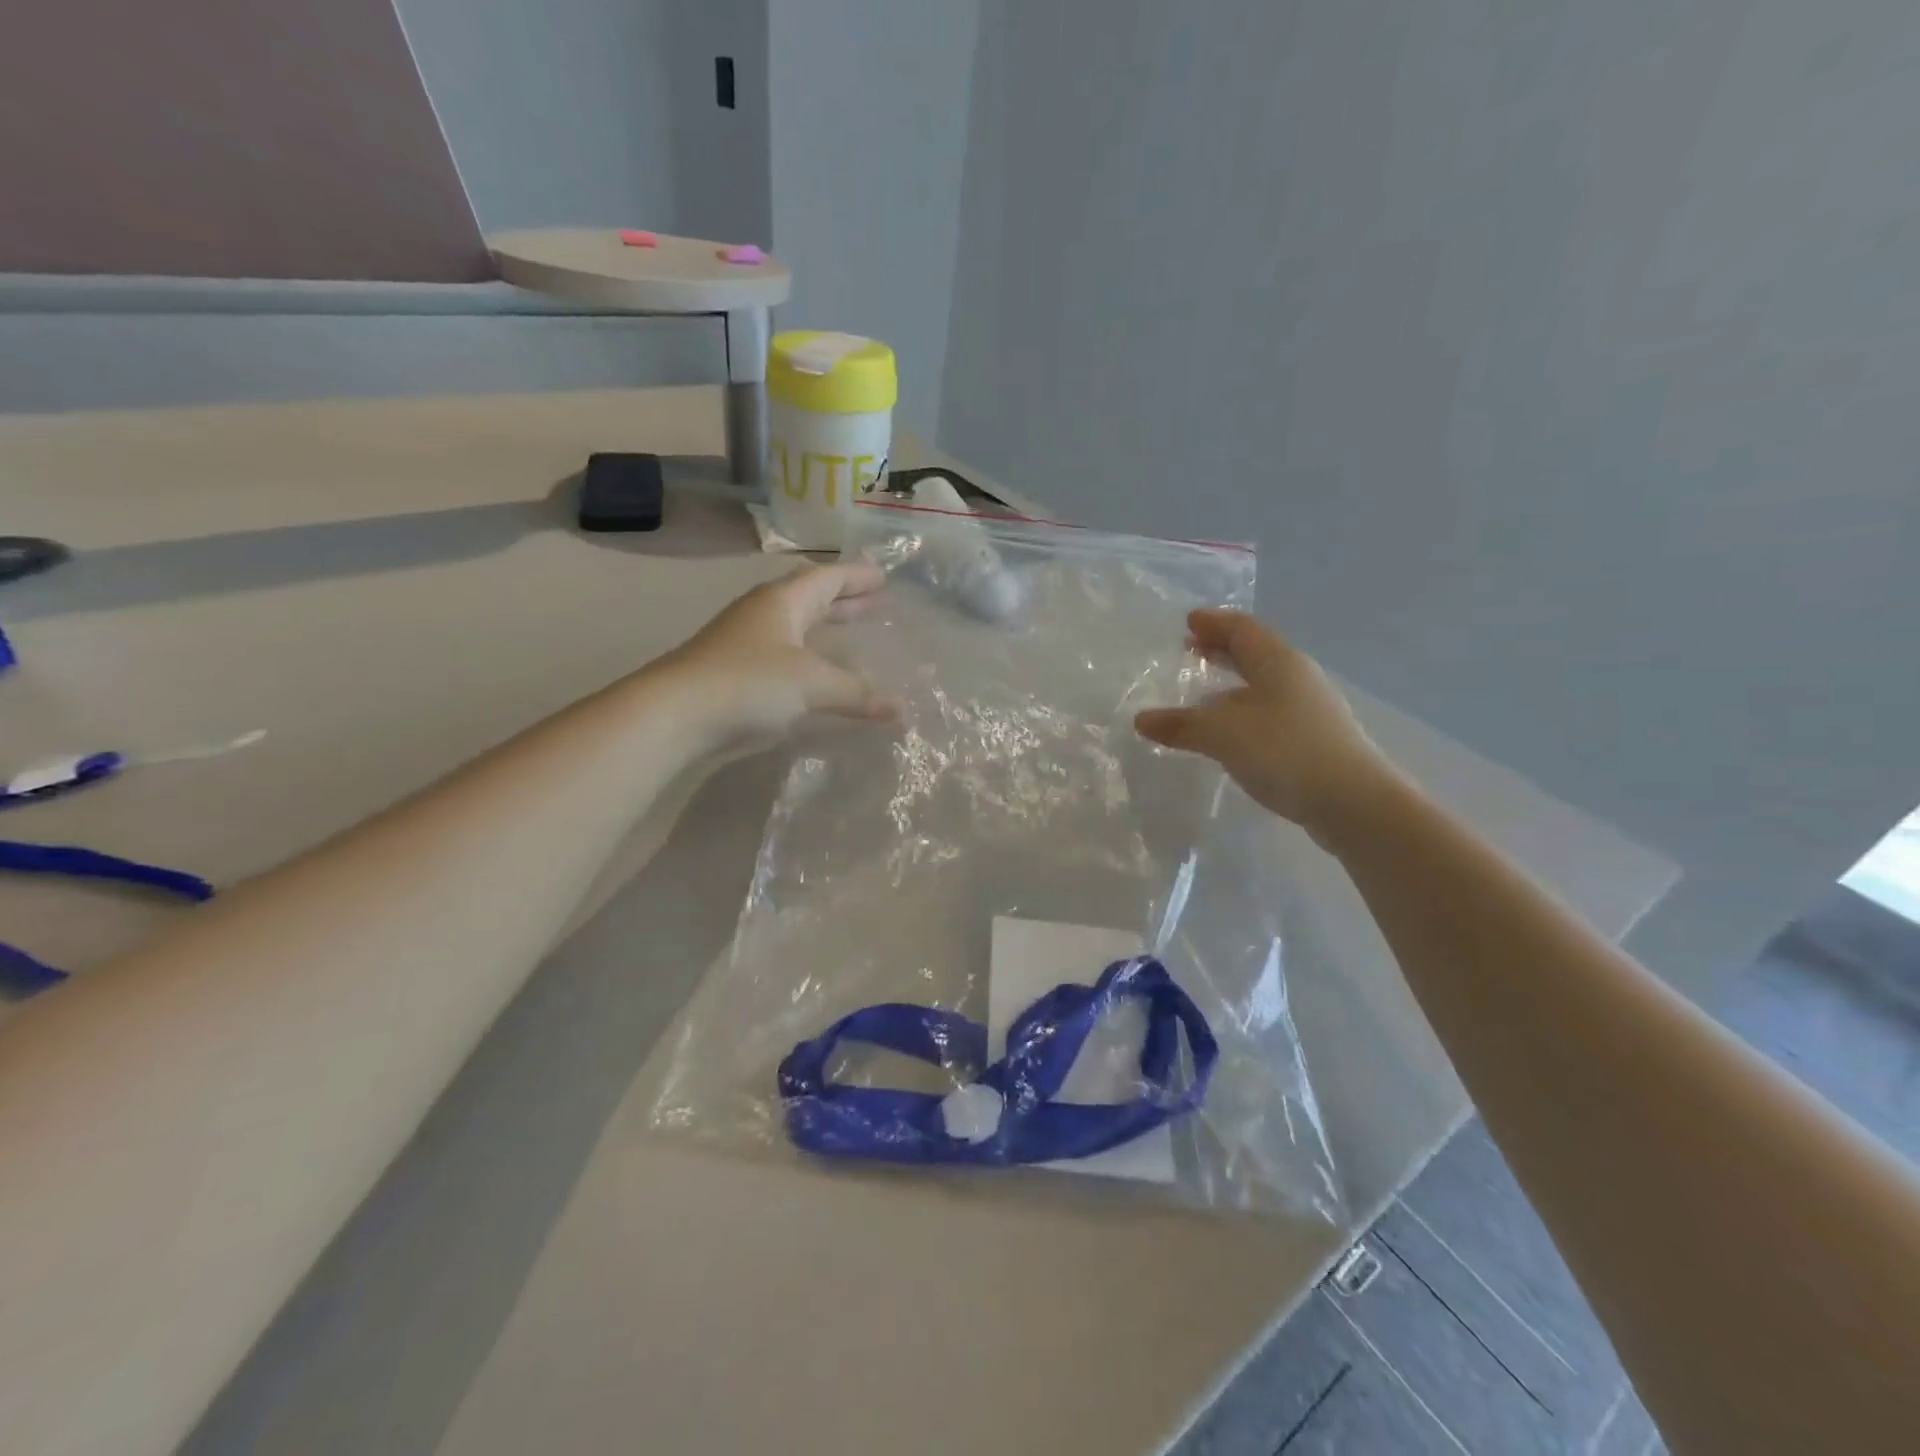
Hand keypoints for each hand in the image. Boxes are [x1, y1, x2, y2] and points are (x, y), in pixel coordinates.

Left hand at [663, 562, 899, 743]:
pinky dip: (809, 655)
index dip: (856, 576)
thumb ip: (858, 693)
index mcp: (782, 601)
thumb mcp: (812, 683)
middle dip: (843, 599)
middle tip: (875, 600)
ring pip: (795, 625)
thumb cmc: (748, 682)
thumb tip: (902, 708)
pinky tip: (817, 672)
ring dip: (824, 625)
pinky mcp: (735, 670)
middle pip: (810, 597)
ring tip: (851, 631)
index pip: (826, 577)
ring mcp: (745, 641)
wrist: (675, 714)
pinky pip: (784, 652)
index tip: (883, 576)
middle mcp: (763, 613)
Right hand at [1135, 609, 1398, 843]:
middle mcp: (1296, 678)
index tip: (1188, 621)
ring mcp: (1308, 710)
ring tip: (1203, 694)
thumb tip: (1141, 720)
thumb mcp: (1222, 734)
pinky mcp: (1311, 740)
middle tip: (1191, 649)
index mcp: (1278, 662)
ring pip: (1261, 686)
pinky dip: (1242, 712)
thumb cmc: (1285, 751)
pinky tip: (1228, 734)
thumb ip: (1181, 724)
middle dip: (1221, 649)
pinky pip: (1267, 713)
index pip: (1242, 628)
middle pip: (1254, 653)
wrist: (1353, 803)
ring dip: (1231, 685)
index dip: (1214, 622)